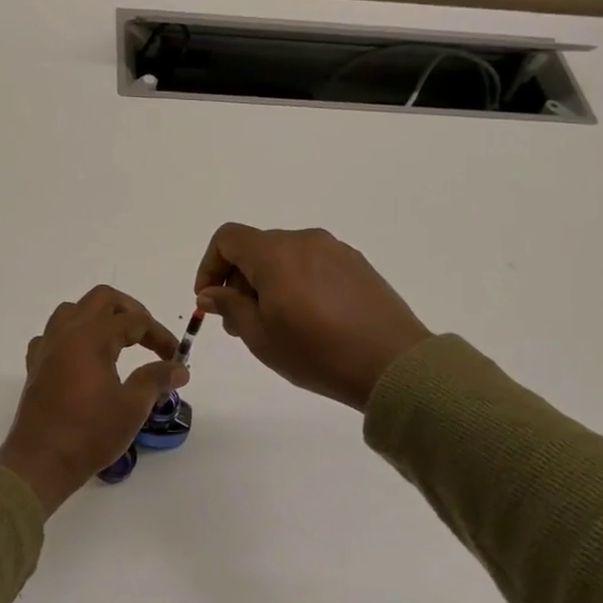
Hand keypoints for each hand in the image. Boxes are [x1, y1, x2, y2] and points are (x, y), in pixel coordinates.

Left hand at [0, 286, 189, 513]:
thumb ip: (156, 379)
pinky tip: (82, 358)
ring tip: (117, 341)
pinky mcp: (35, 366)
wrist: (41, 462)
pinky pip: (52, 335)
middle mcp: (66, 333)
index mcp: (91, 337)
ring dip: (98, 317)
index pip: (134, 320)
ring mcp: (46, 347)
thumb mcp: (132, 407)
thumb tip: (179, 368)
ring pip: (72, 311)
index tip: (175, 357)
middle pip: (101, 299)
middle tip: (147, 335)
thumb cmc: (90, 433)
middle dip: (129, 311)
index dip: (160, 335)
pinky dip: (71, 337)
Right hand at [194, 223, 429, 410]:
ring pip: (285, 257)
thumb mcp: (260, 336)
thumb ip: (229, 306)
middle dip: (239, 281)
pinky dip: (296, 283)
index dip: (210, 266)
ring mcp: (335, 250)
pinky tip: (308, 320)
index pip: (228, 238)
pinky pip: (312, 265)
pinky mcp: (357, 265)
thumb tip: (210, 292)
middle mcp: (304, 240)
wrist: (392, 364)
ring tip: (275, 324)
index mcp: (275, 253)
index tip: (210, 300)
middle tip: (240, 323)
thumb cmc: (316, 352)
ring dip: (268, 283)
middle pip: (256, 248)